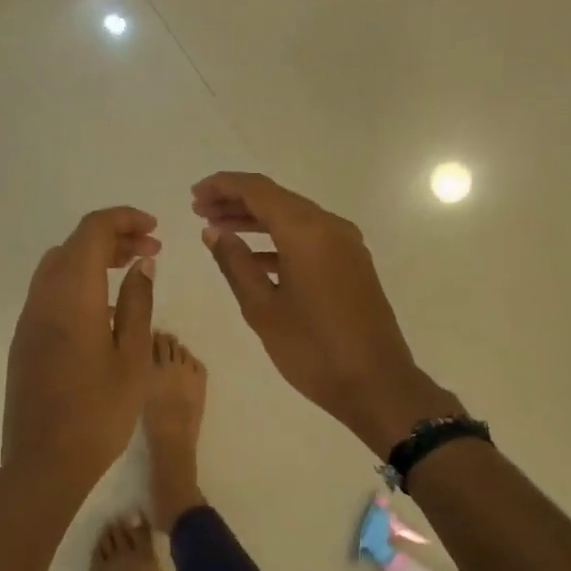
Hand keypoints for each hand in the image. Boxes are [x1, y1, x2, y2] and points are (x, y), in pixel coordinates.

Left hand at [2, 207, 159, 489]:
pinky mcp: (23, 340)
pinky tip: (102, 309)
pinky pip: (49, 293)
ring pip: (57, 267)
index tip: (154, 230)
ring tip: (129, 274)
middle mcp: (42, 298)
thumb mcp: (132, 357)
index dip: (123, 220)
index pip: (92, 231)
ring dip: (92, 259)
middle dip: (111, 237)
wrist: (44, 463)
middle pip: (73, 245)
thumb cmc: (99, 413)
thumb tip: (142, 264)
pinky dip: (77, 282)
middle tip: (150, 252)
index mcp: (71, 295)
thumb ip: (137, 303)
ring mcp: (28, 320)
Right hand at [192, 172, 458, 455]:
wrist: (375, 384)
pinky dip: (277, 240)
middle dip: (236, 201)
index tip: (194, 194)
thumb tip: (213, 232)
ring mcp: (345, 245)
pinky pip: (308, 238)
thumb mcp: (262, 308)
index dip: (223, 186)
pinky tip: (252, 257)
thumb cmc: (312, 348)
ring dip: (256, 220)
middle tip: (200, 210)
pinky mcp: (351, 264)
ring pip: (293, 218)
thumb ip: (234, 263)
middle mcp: (330, 227)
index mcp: (306, 232)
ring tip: (218, 230)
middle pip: (276, 199)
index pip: (258, 190)